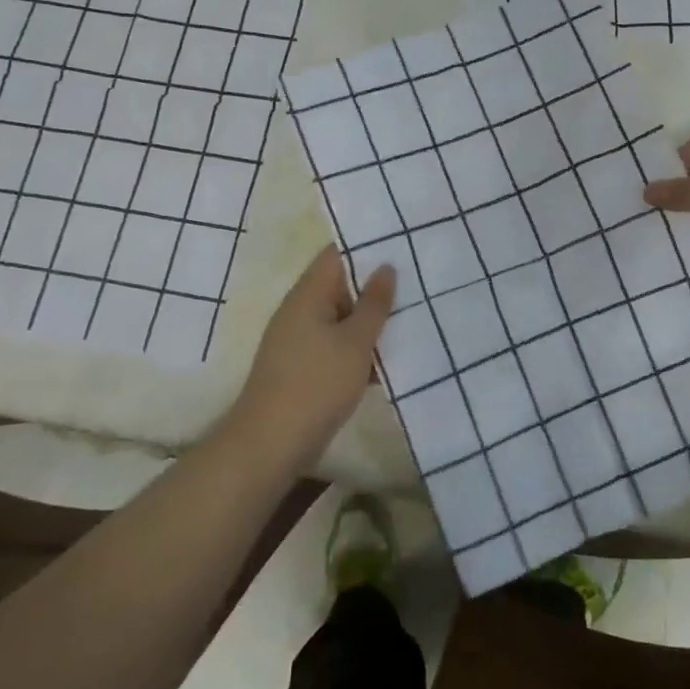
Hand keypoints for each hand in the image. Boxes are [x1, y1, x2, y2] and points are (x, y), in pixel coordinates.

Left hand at [224, 247, 396, 471]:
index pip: (337, 254)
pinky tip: (392, 357)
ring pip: (342, 318)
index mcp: (308, 295)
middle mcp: (301, 311)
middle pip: (341, 285)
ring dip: (372, 321)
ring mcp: (300, 341)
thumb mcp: (355, 341)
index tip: (401, 244)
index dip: (367, 246)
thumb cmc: (316, 384)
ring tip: (413, 316)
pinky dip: (360, 348)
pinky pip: (337, 346)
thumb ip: (374, 303)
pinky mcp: (305, 368)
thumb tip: (385, 268)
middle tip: (418, 281)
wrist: (271, 444)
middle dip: (376, 285)